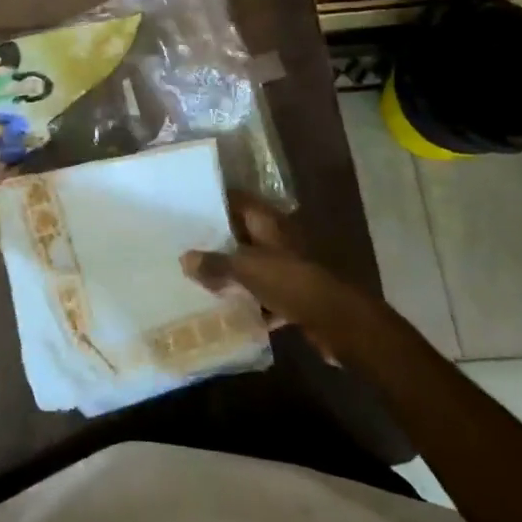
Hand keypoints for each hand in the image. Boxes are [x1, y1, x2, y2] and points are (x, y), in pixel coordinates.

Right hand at [182, 193, 385, 364]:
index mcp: (268, 222)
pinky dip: (251, 301)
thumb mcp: (247, 269)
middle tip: (187, 244)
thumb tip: (185, 257)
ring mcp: (288, 266)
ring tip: (199, 277)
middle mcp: (278, 239)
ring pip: (254, 264)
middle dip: (219, 241)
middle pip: (244, 234)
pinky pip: (265, 294)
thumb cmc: (290, 281)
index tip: (188, 208)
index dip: (215, 202)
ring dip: (233, 272)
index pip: (238, 201)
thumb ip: (216, 263)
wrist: (336, 320)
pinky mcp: (295, 294)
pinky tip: (229, 311)